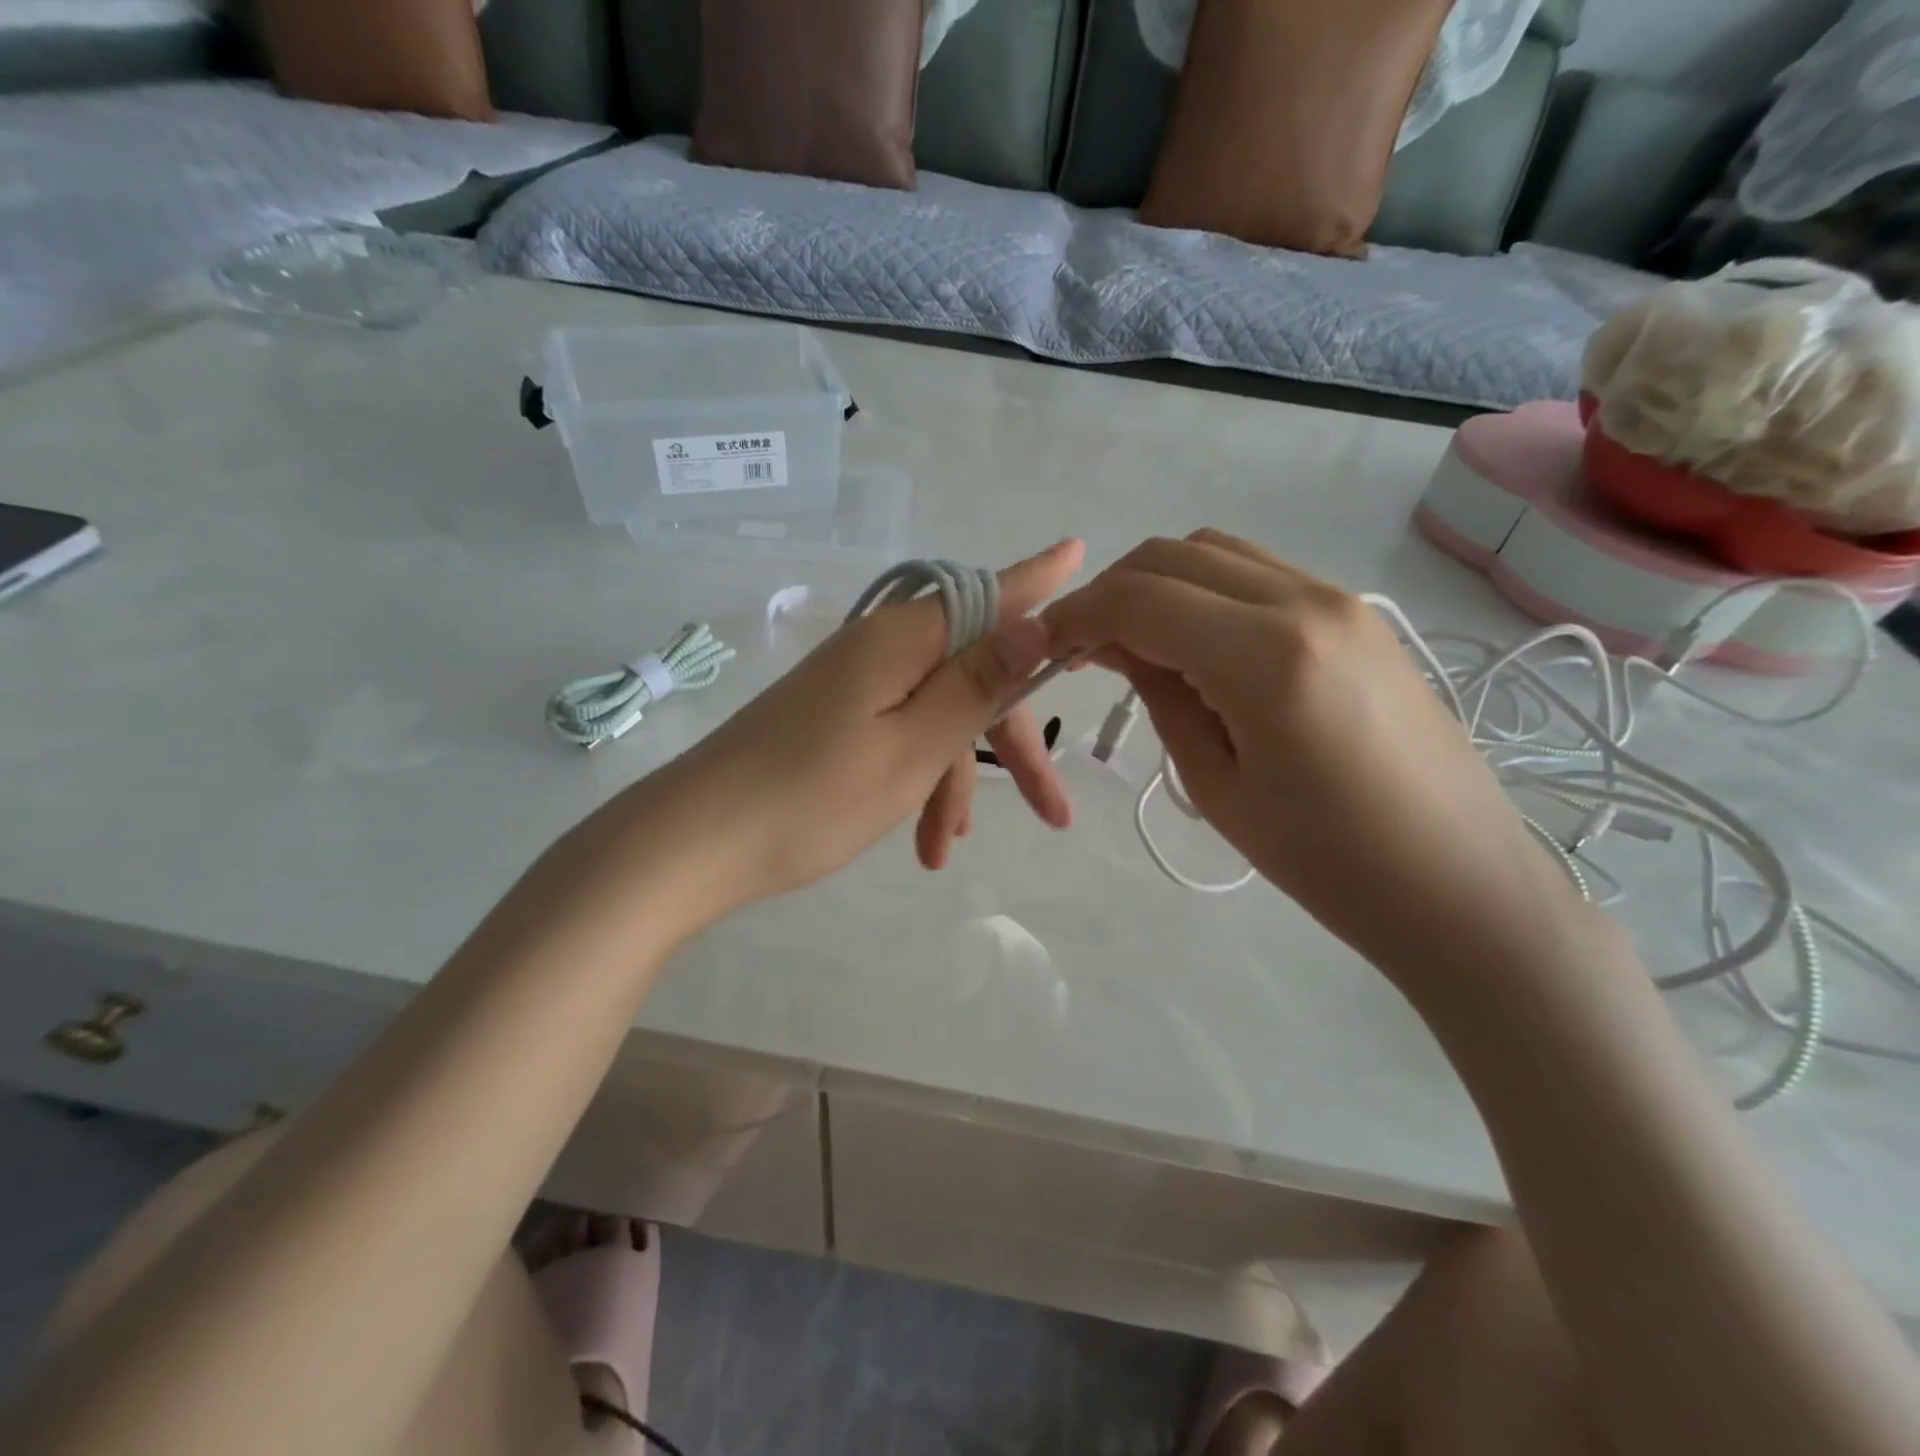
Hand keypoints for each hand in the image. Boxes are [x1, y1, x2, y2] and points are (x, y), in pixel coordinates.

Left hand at [643, 539, 1083, 917]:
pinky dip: (916, 783)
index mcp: (904, 640)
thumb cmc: (812, 797)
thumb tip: (1036, 622)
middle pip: (971, 676)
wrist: (693, 843)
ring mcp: (853, 685)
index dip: (1038, 581)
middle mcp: (880, 649)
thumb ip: (977, 684)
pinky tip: (921, 839)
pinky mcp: (833, 718)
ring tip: (948, 851)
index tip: (1080, 552)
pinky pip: (897, 737)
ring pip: (934, 718)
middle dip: (1011, 746)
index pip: (989, 595)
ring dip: (952, 783)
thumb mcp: (913, 747)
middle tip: (1055, 813)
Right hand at [1042, 532, 1588, 973]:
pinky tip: (1197, 645)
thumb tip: (1116, 646)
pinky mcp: (1357, 614)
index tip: (1044, 647)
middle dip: (1111, 592)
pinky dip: (1206, 591)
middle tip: (1084, 649)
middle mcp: (1305, 602)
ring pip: (1217, 551)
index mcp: (1265, 657)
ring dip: (1160, 585)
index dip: (1077, 616)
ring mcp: (1339, 599)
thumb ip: (1160, 696)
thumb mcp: (1216, 785)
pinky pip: (1259, 574)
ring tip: (1137, 645)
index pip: (1140, 599)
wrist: (1458, 884)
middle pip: (1174, 554)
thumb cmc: (1327, 863)